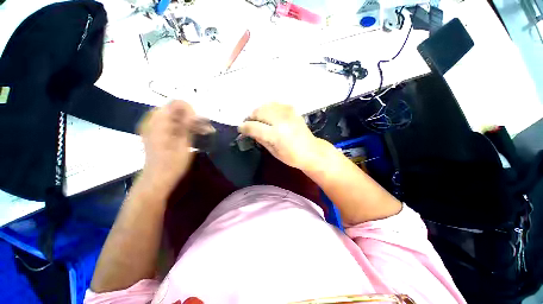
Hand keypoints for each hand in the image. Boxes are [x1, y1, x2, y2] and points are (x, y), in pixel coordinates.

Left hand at [138, 100, 195, 192]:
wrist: (157, 179)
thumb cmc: (172, 164)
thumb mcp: (184, 144)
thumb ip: (187, 126)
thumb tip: (194, 113)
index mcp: (159, 122)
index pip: (176, 103)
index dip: (190, 110)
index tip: (199, 123)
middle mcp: (153, 121)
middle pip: (175, 109)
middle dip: (191, 116)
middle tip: (204, 128)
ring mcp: (153, 126)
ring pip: (174, 116)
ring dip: (188, 121)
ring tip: (202, 132)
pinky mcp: (156, 133)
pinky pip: (170, 123)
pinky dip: (182, 126)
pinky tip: (192, 134)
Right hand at [238, 103, 328, 170]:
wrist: (311, 151)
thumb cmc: (292, 156)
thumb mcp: (273, 152)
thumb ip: (260, 139)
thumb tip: (249, 131)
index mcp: (276, 134)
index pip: (253, 126)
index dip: (244, 127)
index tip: (241, 128)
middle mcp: (281, 120)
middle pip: (258, 112)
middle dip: (251, 117)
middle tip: (250, 124)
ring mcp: (288, 113)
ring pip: (266, 105)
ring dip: (259, 112)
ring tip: (259, 120)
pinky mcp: (292, 110)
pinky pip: (275, 104)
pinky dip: (269, 108)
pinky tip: (269, 116)